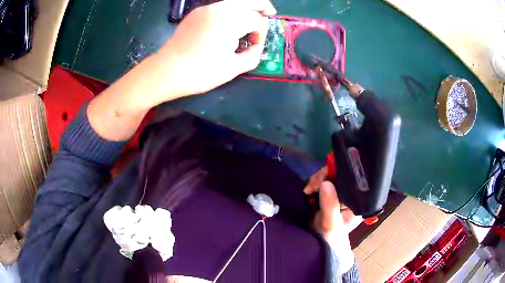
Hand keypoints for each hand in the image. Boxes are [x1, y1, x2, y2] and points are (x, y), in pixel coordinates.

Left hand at [156, 0, 275, 100]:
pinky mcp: (196, 13)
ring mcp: (206, 9)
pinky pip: (219, 6)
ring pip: (234, 1)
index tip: (255, 47)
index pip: (258, 21)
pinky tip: (228, 23)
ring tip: (250, 18)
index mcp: (232, 21)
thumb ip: (253, 56)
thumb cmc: (201, 72)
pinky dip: (230, 10)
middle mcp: (221, 9)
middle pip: (249, 1)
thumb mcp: (233, 69)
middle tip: (269, 14)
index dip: (262, 34)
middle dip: (262, 7)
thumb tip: (256, 47)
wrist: (167, 70)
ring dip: (246, 8)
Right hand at [304, 167, 361, 272]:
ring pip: (331, 176)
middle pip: (340, 175)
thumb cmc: (331, 239)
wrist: (322, 244)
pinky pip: (324, 182)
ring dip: (317, 180)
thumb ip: (330, 206)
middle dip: (324, 177)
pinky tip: (310, 190)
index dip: (336, 175)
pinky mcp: (332, 194)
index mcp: (358, 200)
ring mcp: (341, 193)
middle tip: (311, 186)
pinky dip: (315, 184)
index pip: (350, 180)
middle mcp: (352, 194)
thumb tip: (326, 183)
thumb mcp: (330, 224)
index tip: (321, 182)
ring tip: (308, 190)